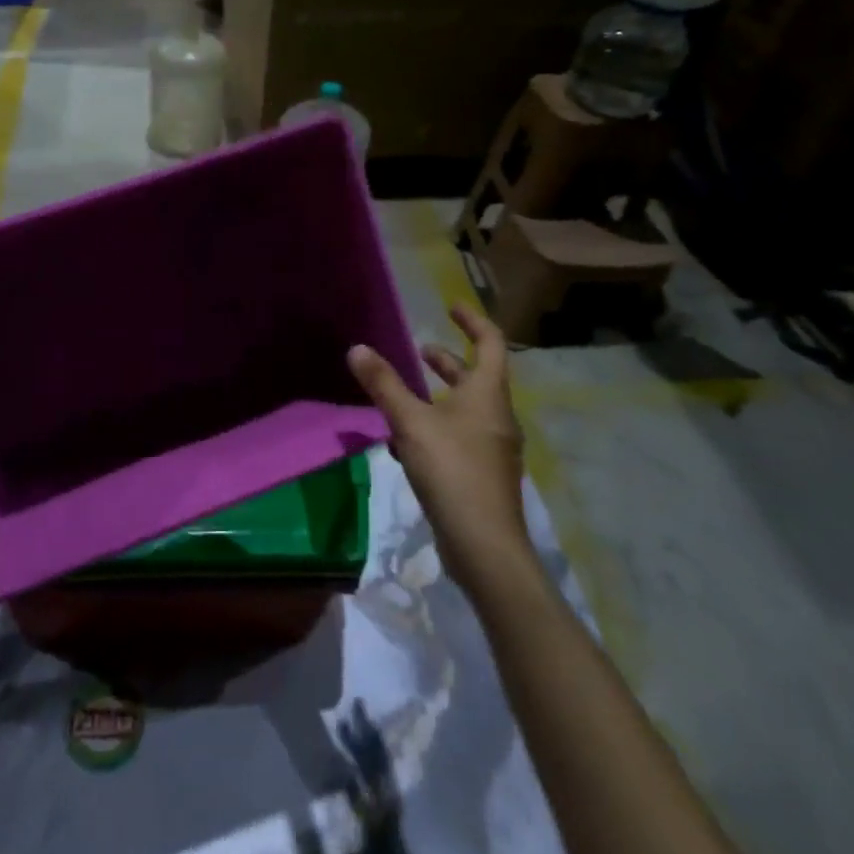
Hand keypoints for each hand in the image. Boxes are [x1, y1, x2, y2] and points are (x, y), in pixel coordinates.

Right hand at [348, 303, 529, 578]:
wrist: (485, 546)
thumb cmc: (452, 471)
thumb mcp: (411, 423)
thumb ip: (383, 385)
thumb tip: (357, 348)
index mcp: (488, 395)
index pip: (490, 343)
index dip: (472, 321)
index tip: (451, 307)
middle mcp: (496, 417)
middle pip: (477, 377)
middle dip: (447, 361)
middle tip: (419, 350)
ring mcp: (492, 448)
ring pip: (466, 409)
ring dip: (438, 395)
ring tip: (405, 394)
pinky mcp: (482, 475)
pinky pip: (459, 437)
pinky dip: (435, 427)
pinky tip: (404, 443)